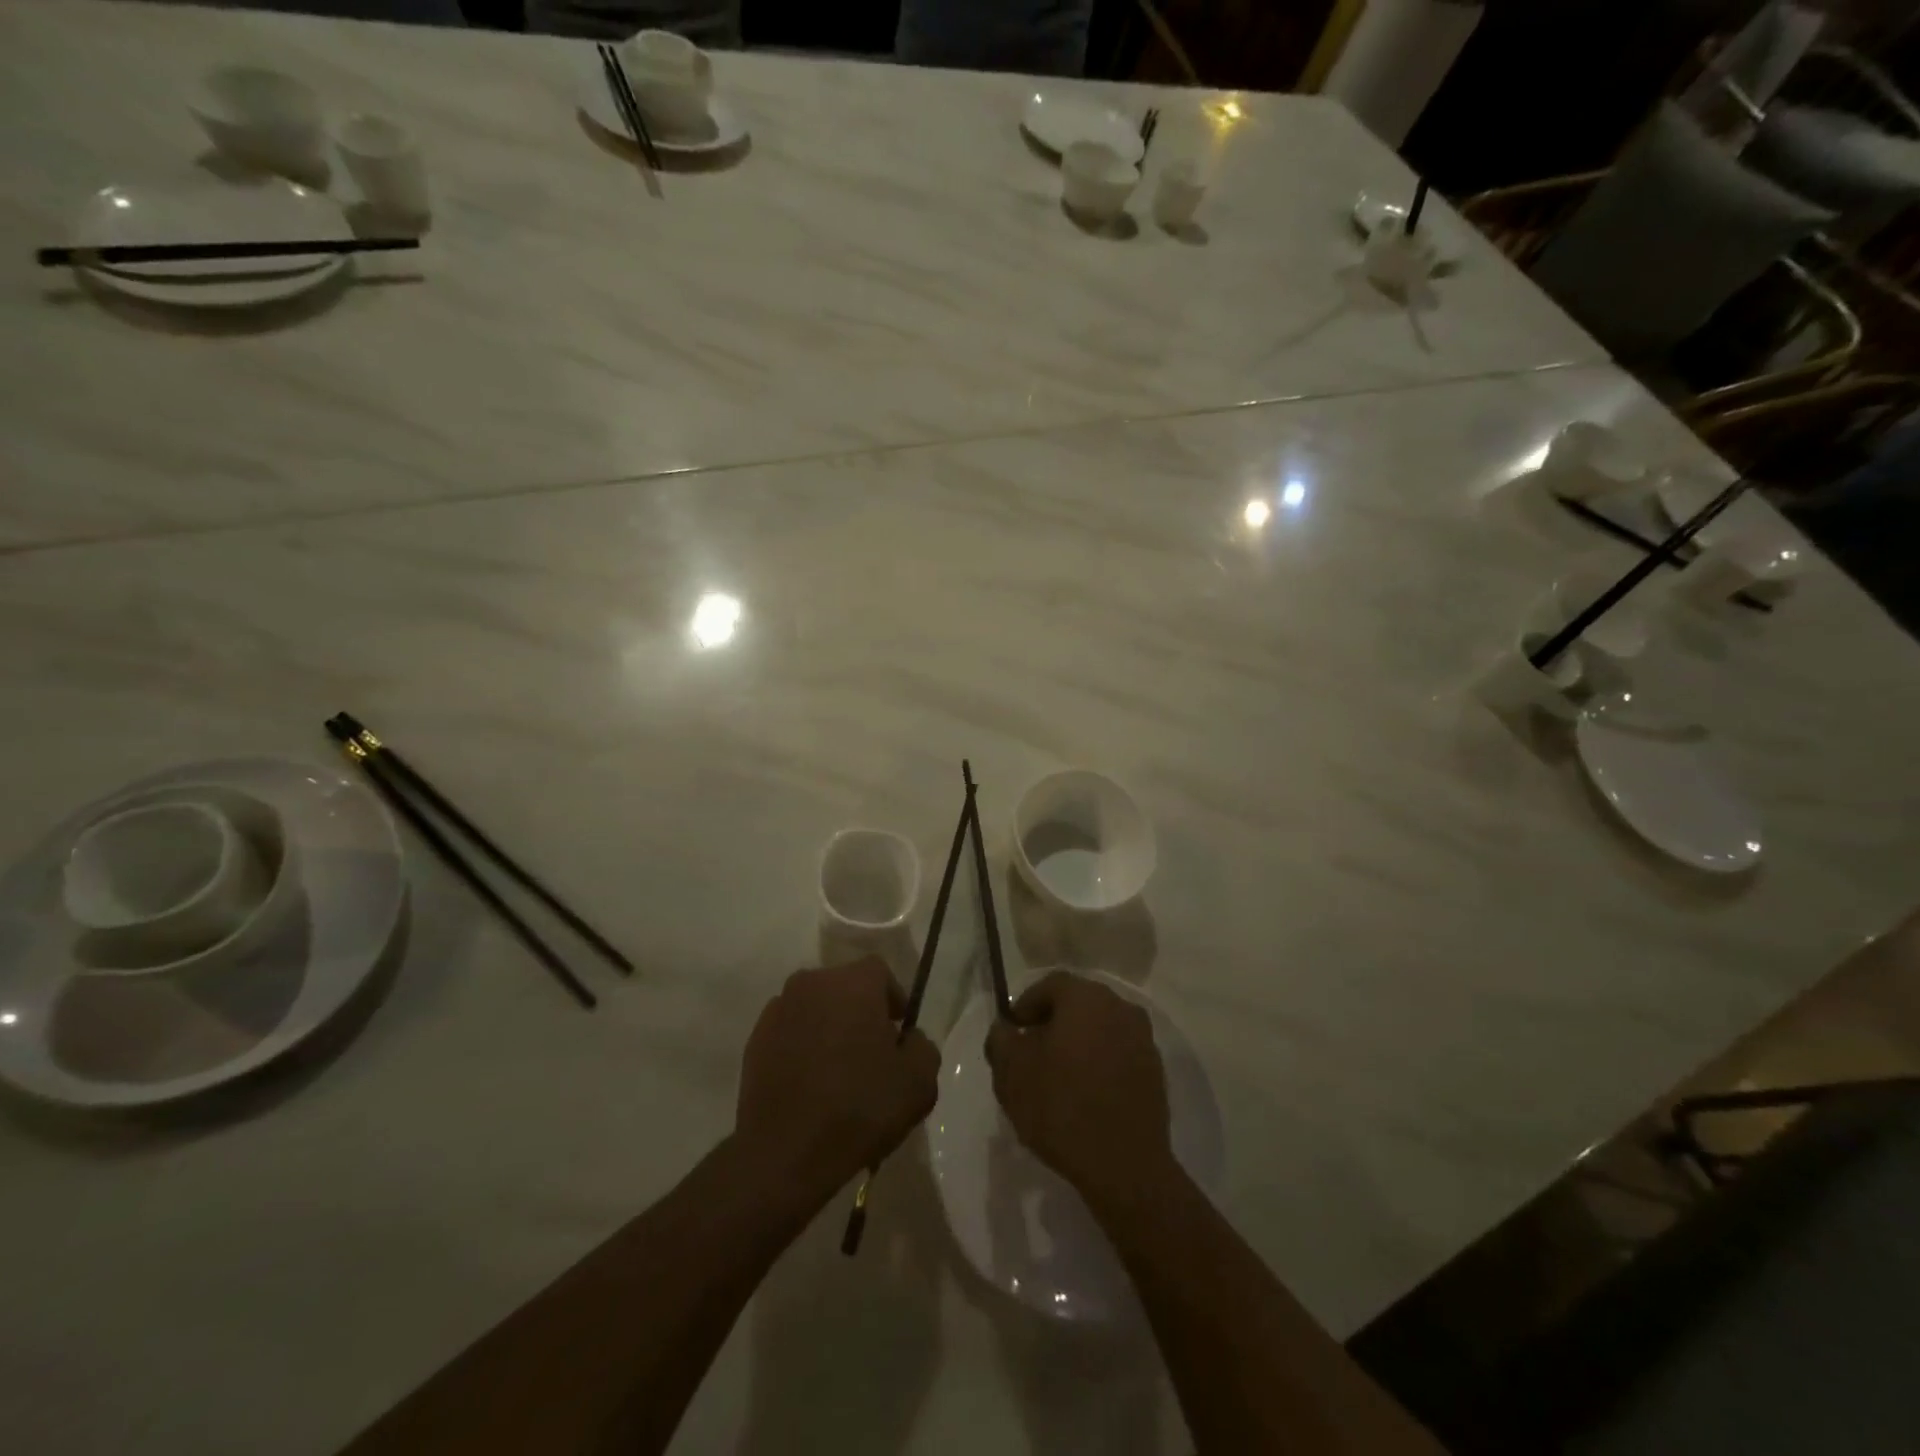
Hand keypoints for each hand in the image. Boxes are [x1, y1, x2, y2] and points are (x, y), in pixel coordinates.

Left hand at [734, 958, 939, 1207]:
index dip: (893, 998)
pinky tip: (810, 1085)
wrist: (785, 1154)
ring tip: (838, 1072)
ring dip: (829, 1028)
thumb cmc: (859, 1108)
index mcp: (853, 983)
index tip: (899, 1032)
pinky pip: (789, 1033)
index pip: (880, 973)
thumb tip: (907, 1039)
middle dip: (860, 1011)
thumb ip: (922, 1046)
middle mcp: (812, 983)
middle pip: (844, 987)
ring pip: (815, 1009)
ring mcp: (778, 1010)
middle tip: (872, 1053)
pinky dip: (801, 1048)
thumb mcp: (919, 1082)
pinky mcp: (754, 1041)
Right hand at [985, 972, 1172, 1207]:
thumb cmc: (1061, 1107)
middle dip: (1052, 1024)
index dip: (1026, 1006)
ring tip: (1057, 1078)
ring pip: (1099, 1029)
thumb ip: (1001, 1040)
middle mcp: (1119, 1006)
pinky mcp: (1155, 1070)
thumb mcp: (1011, 1073)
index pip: (1049, 985)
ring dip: (1077, 1044)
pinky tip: (1084, 1095)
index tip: (1013, 1033)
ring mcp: (1143, 1039)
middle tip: (1031, 1055)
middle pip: (1077, 1004)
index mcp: (1085, 997)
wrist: (1124, 1165)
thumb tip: (1006, 1029)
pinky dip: (1099, 1064)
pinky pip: (1118, 1054)